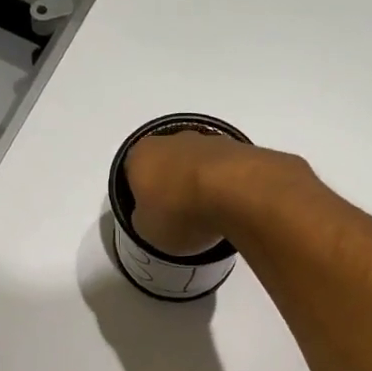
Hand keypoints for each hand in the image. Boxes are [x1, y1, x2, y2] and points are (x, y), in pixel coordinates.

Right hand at [124, 132, 307, 256]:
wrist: (235, 191)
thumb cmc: (179, 212)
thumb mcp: (147, 230)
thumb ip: (144, 219)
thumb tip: (150, 215)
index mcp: (140, 155)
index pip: (131, 173)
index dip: (140, 195)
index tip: (152, 216)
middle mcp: (171, 139)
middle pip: (167, 163)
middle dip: (172, 185)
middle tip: (181, 216)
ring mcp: (208, 140)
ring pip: (198, 164)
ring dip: (201, 184)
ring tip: (210, 215)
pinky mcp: (240, 148)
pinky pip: (225, 170)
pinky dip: (226, 185)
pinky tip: (231, 207)